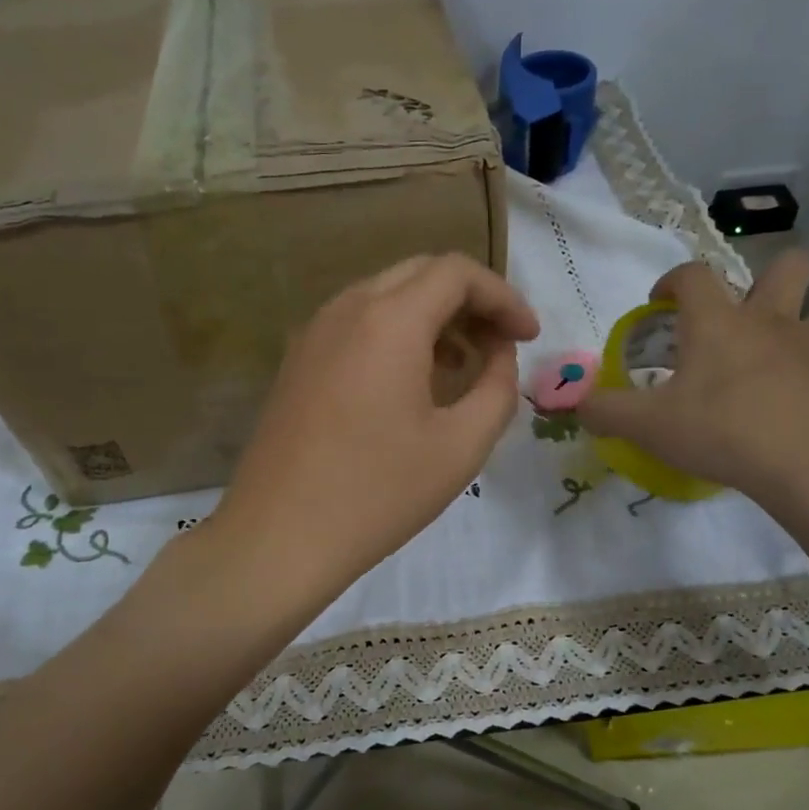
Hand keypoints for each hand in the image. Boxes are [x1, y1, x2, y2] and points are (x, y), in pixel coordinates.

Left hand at [210, 253, 539, 604]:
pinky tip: (413, 382)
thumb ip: (498, 388)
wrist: (279, 536)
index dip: (503, 297)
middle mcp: (347, 309)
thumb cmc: (379, 493)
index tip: (529, 337)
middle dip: (470, 301)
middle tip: (501, 345)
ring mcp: (314, 332)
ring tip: (463, 366)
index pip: (457, 272)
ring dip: (433, 317)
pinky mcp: (298, 360)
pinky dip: (397, 334)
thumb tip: (500, 354)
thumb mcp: (462, 445)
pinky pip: (358, 324)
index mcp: (389, 320)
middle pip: (421, 274)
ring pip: (386, 296)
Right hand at [577, 252, 808, 527]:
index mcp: (720, 322)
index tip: (662, 302)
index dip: (673, 280)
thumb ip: (607, 412)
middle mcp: (775, 321)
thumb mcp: (649, 427)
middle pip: (788, 266)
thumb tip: (579, 405)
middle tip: (746, 315)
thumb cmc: (724, 432)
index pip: (693, 274)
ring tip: (792, 350)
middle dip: (769, 277)